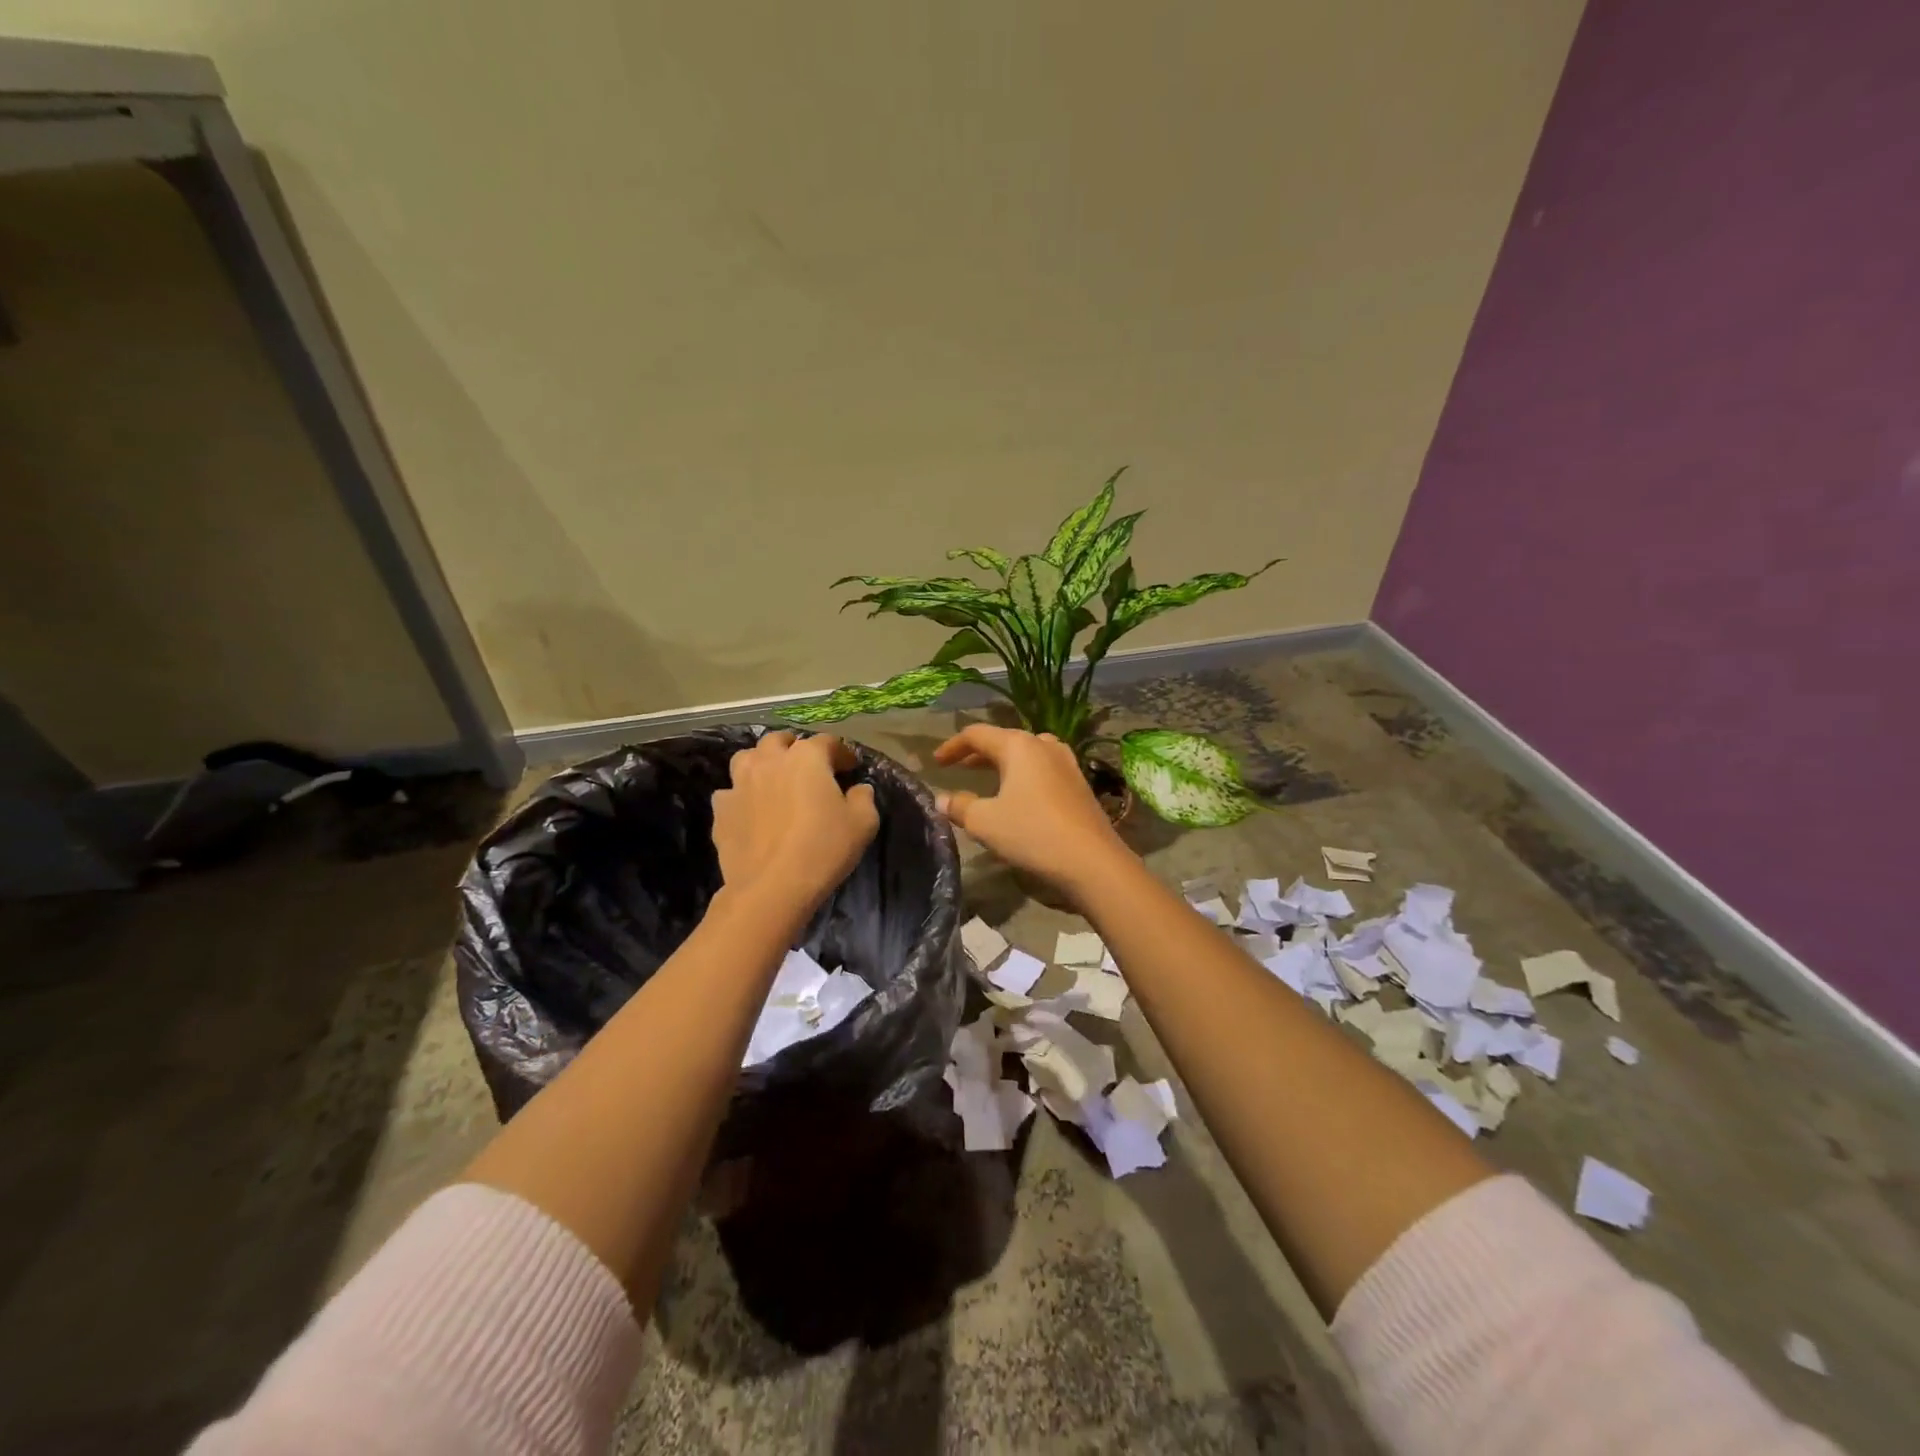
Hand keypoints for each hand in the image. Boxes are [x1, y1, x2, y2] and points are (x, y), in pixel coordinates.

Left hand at [712, 732, 878, 914]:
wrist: (771, 887)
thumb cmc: (823, 849)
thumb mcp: (863, 824)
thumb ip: (863, 798)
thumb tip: (858, 789)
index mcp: (807, 758)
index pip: (827, 742)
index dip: (841, 753)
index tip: (850, 768)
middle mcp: (770, 761)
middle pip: (780, 741)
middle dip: (795, 747)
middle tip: (808, 766)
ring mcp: (740, 783)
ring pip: (747, 758)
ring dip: (762, 762)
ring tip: (773, 779)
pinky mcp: (722, 810)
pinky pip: (730, 793)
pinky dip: (741, 796)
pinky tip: (750, 810)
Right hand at [931, 725, 1133, 897]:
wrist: (1092, 861)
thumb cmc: (1032, 832)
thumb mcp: (985, 822)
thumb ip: (960, 806)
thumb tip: (941, 799)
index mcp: (1018, 745)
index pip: (977, 734)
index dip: (952, 746)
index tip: (935, 762)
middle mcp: (1044, 745)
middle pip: (1004, 741)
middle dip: (978, 754)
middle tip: (958, 768)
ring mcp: (1067, 763)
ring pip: (1027, 755)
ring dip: (1004, 764)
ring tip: (989, 778)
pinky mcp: (1079, 784)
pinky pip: (1043, 771)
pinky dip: (1023, 777)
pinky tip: (1019, 797)